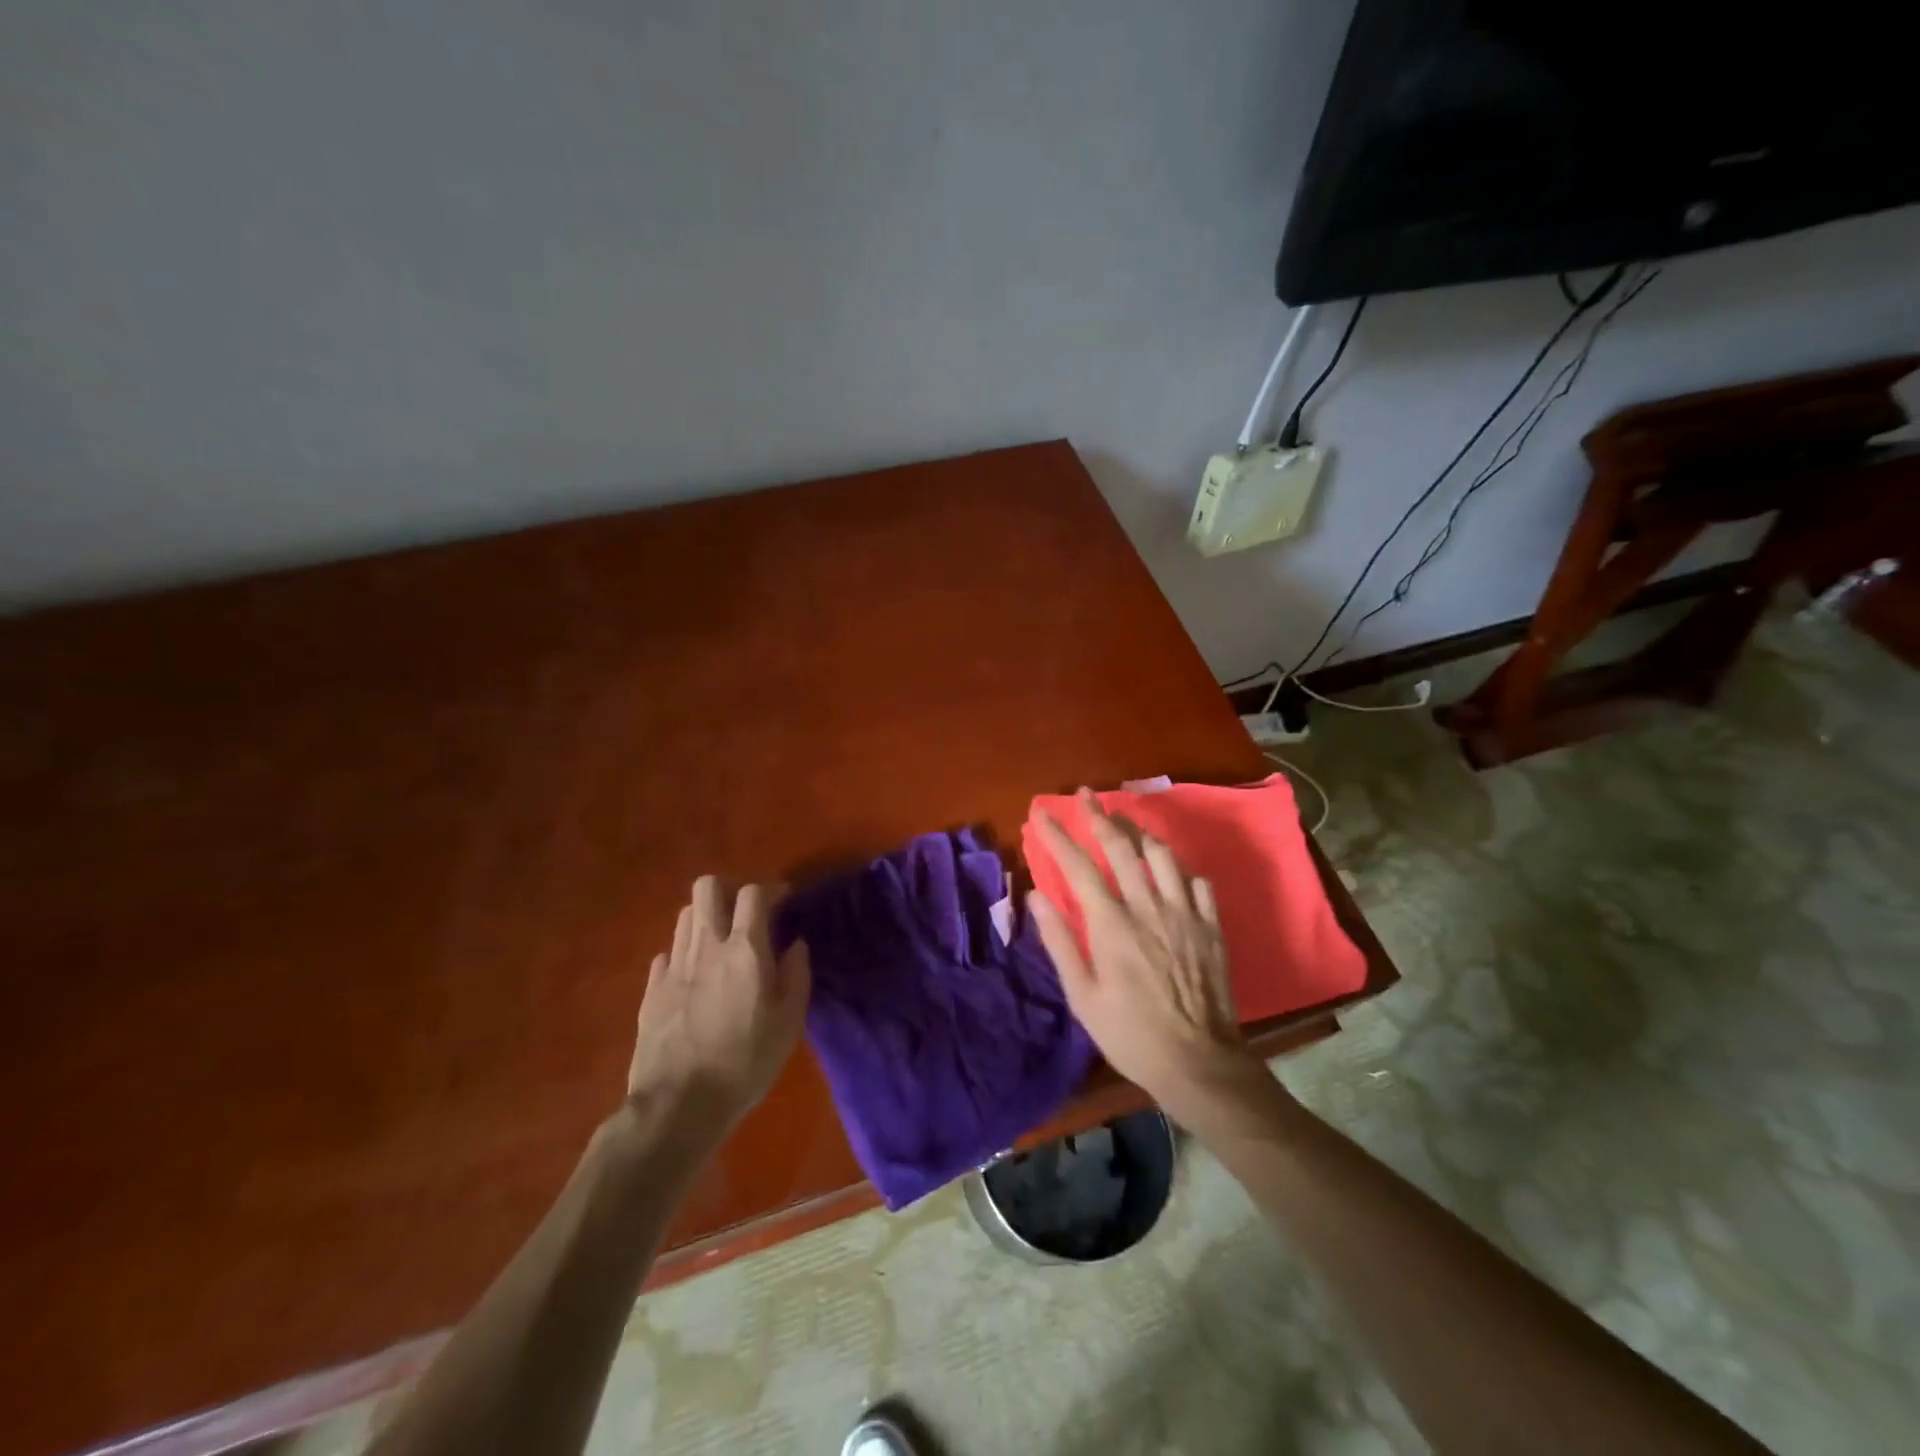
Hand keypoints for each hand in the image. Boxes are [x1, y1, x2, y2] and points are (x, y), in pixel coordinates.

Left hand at [627, 877, 810, 1138]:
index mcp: (745, 949)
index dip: (770, 890)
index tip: (783, 902)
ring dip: (705, 919)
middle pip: (707, 888)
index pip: (753, 893)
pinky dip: (683, 954)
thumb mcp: (788, 1023)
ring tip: (720, 944)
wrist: (678, 1104)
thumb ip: (796, 975)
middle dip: (727, 890)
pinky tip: (693, 977)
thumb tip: (796, 944)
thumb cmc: (745, 1062)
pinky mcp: (651, 989)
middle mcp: (707, 945)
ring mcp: (674, 965)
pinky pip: (667, 953)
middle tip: (744, 914)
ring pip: (685, 915)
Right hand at [1029, 789, 1265, 1119]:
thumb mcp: (1082, 996)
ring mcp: (1185, 913)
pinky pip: (1197, 880)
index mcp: (1112, 925)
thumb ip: (1059, 942)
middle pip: (1121, 847)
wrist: (1198, 1062)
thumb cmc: (1130, 1034)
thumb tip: (1036, 896)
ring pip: (1162, 855)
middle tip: (1084, 794)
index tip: (1041, 813)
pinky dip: (1179, 866)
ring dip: (1139, 831)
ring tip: (1124, 819)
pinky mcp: (1211, 925)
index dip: (1057, 836)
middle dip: (1099, 816)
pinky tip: (1170, 867)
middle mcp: (1148, 907)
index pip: (1078, 866)